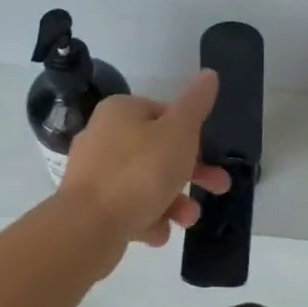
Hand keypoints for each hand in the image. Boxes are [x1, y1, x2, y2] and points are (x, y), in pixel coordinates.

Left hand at [57, 70, 231, 250]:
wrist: (89, 226)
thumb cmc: (140, 171)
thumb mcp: (179, 132)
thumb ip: (196, 104)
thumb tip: (209, 74)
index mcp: (120, 112)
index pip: (165, 114)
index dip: (191, 135)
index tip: (210, 155)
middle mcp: (103, 137)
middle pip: (158, 152)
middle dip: (192, 174)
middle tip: (218, 187)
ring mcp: (95, 174)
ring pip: (146, 184)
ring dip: (174, 202)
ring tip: (187, 220)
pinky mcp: (92, 206)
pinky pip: (129, 208)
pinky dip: (148, 219)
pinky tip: (158, 232)